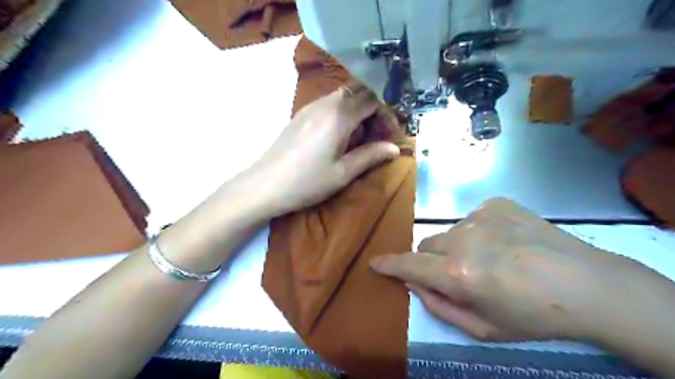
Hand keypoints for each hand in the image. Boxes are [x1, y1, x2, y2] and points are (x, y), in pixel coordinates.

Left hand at [252, 84, 398, 216]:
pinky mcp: (301, 115)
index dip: (386, 114)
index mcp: (339, 115)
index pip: (372, 99)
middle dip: (374, 110)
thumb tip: (395, 148)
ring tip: (359, 139)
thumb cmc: (307, 182)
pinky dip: (342, 114)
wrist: (265, 185)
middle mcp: (325, 103)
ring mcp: (310, 107)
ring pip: (343, 97)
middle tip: (376, 135)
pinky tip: (339, 137)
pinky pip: (329, 104)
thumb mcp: (343, 172)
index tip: (389, 135)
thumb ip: (371, 156)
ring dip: (357, 111)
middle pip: (358, 92)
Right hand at [368, 198, 638, 343]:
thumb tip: (413, 282)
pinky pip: (471, 219)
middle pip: (427, 246)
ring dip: (457, 247)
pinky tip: (504, 242)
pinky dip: (478, 232)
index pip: (410, 265)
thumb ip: (439, 305)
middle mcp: (463, 239)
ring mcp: (480, 217)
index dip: (389, 264)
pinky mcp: (495, 204)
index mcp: (459, 274)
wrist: (587, 284)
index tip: (375, 263)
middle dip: (432, 261)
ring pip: (449, 232)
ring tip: (490, 258)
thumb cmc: (533, 315)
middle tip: (458, 274)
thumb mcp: (482, 328)